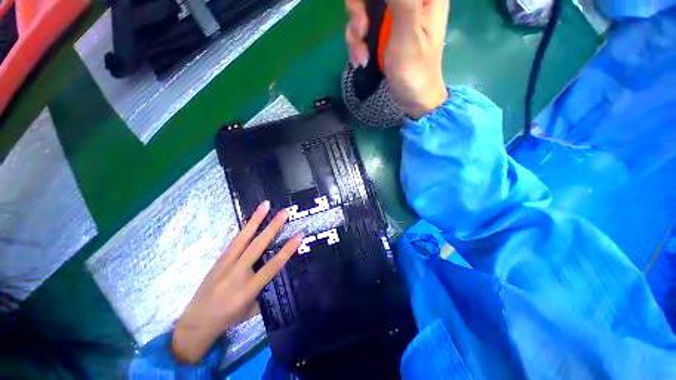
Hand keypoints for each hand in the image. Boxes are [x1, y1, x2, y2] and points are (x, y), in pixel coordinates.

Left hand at [171, 201, 302, 363]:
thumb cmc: (229, 318)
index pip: (272, 266)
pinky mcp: (218, 260)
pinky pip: (234, 241)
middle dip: (272, 227)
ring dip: (255, 220)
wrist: (196, 323)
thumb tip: (278, 269)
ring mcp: (225, 265)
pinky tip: (251, 219)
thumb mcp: (253, 309)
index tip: (299, 235)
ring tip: (265, 205)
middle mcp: (237, 274)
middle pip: (257, 246)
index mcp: (248, 290)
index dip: (287, 249)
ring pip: (243, 238)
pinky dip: (244, 228)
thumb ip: (265, 288)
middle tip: (284, 212)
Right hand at [345, 0, 449, 118]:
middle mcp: (407, 1)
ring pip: (362, 9)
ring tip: (362, 57)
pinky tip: (362, 60)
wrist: (412, 98)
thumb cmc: (415, 70)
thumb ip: (401, 2)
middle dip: (358, 12)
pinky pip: (361, 28)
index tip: (364, 13)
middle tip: (361, 32)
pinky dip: (357, 45)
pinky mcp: (383, 32)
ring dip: (355, 35)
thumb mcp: (407, 34)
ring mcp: (393, 16)